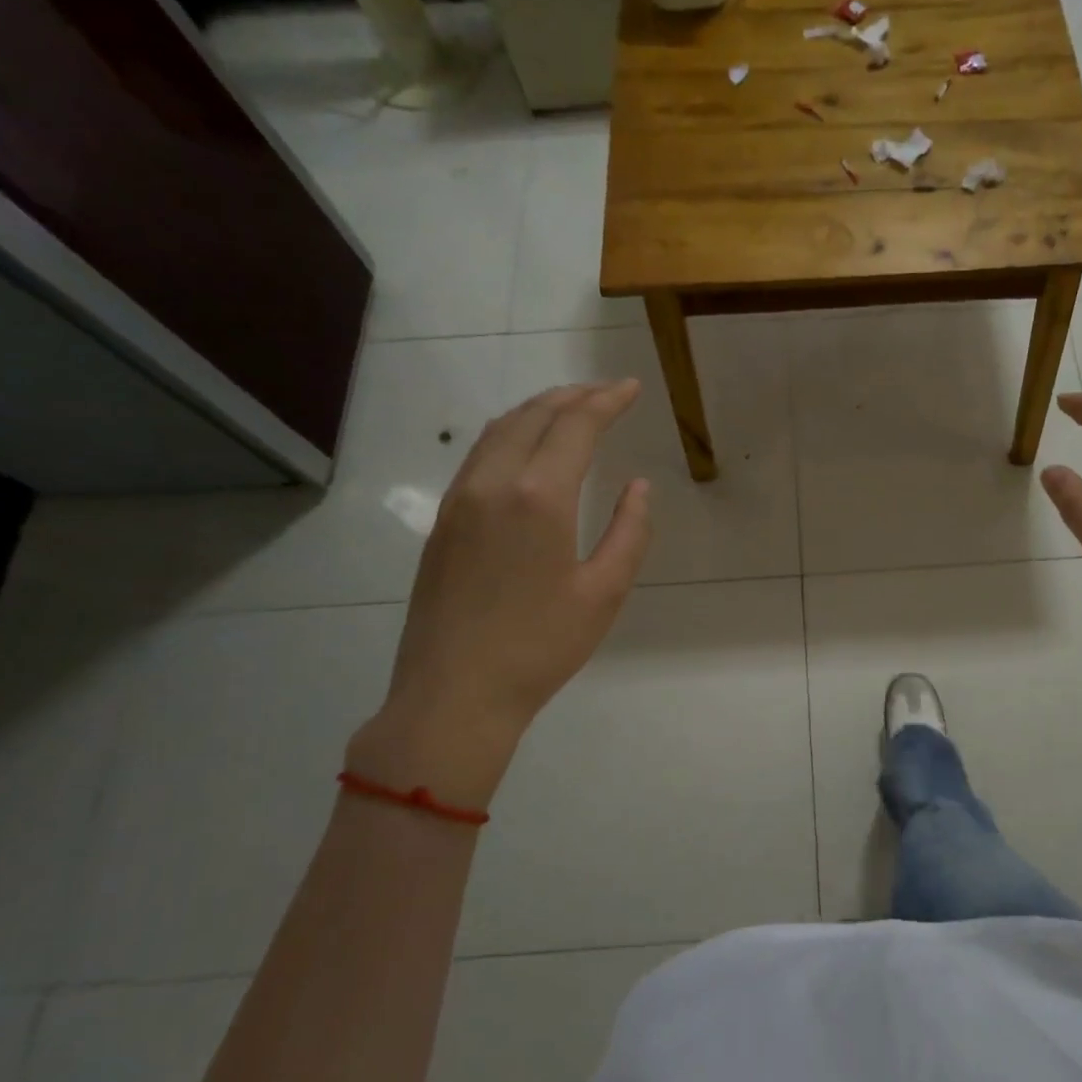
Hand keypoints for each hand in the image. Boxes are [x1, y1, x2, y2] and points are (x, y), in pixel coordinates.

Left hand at [346, 381, 651, 810]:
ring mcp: (459, 500)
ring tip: (569, 409)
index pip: (575, 426)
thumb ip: (630, 532)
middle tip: (605, 393)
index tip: (630, 388)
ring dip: (537, 410)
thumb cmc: (540, 647)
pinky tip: (525, 448)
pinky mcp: (443, 522)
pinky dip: (510, 434)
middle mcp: (493, 484)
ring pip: (499, 431)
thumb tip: (638, 486)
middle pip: (533, 416)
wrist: (454, 693)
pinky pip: (478, 456)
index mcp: (539, 497)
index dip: (606, 401)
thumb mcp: (604, 592)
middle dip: (573, 396)